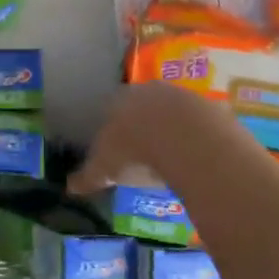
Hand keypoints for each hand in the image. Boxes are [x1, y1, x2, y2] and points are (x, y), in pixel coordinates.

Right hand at [69, 82, 245, 192]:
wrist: (183, 138)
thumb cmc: (134, 151)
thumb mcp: (105, 169)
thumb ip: (88, 176)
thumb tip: (69, 187)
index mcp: (118, 100)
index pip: (111, 108)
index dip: (113, 127)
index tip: (117, 146)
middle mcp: (148, 91)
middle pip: (143, 106)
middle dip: (143, 124)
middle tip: (144, 150)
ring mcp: (180, 95)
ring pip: (172, 110)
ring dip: (171, 128)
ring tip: (172, 155)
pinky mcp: (208, 106)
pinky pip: (199, 122)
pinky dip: (196, 136)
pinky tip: (196, 156)